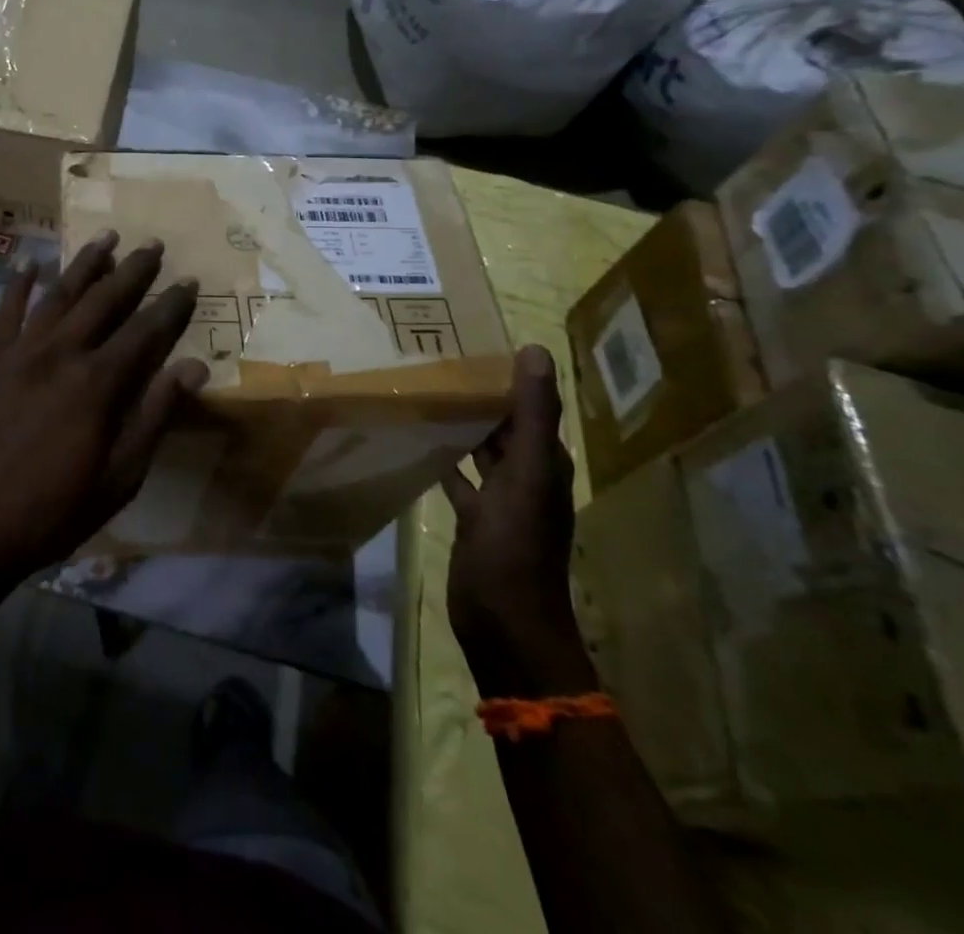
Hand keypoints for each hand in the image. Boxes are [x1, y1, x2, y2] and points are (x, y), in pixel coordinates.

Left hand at [0, 232, 206, 589]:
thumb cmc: (52, 511)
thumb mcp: (119, 478)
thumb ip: (155, 417)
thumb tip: (195, 367)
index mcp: (98, 383)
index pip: (145, 331)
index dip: (171, 305)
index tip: (189, 280)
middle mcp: (61, 353)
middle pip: (104, 300)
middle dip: (133, 270)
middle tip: (153, 245)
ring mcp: (20, 352)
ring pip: (59, 294)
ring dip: (85, 263)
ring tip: (106, 237)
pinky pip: (6, 311)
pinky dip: (18, 283)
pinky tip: (29, 262)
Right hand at [440, 345, 595, 697]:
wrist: (502, 621)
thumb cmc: (516, 545)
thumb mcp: (528, 474)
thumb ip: (533, 415)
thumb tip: (535, 350)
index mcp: (545, 462)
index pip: (530, 406)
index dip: (508, 376)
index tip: (471, 343)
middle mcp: (526, 475)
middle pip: (504, 424)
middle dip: (480, 394)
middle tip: (437, 359)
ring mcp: (498, 499)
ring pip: (481, 448)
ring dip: (461, 423)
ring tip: (425, 389)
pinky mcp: (473, 517)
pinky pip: (458, 476)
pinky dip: (443, 457)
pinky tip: (418, 439)